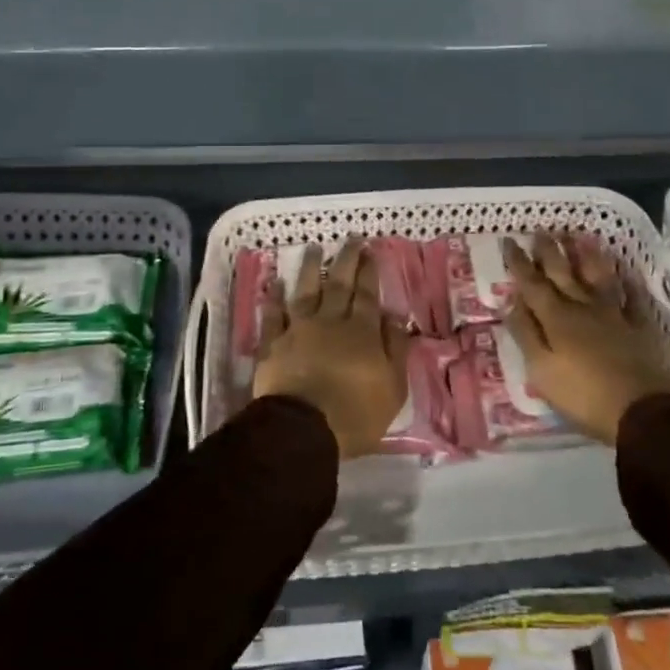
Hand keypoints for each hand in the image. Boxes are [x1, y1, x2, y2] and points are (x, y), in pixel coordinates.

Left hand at [253, 238, 409, 458]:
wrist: (303, 429)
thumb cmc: (356, 414)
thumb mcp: (393, 387)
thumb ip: (395, 349)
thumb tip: (395, 317)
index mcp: (361, 332)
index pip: (367, 294)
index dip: (369, 271)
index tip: (369, 250)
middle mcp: (330, 322)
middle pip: (339, 285)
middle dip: (346, 260)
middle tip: (350, 239)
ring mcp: (298, 330)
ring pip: (305, 291)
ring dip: (310, 268)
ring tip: (314, 248)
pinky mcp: (273, 344)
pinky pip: (273, 315)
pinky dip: (274, 298)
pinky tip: (275, 282)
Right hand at [503, 235, 669, 445]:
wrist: (642, 411)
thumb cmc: (583, 394)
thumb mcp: (541, 369)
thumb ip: (525, 332)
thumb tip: (511, 300)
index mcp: (556, 318)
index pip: (531, 284)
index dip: (519, 262)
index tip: (509, 240)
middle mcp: (583, 307)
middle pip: (563, 273)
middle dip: (549, 251)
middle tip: (540, 230)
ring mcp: (614, 315)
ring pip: (598, 277)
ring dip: (588, 256)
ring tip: (581, 237)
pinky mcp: (639, 328)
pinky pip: (633, 298)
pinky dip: (628, 283)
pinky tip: (626, 272)